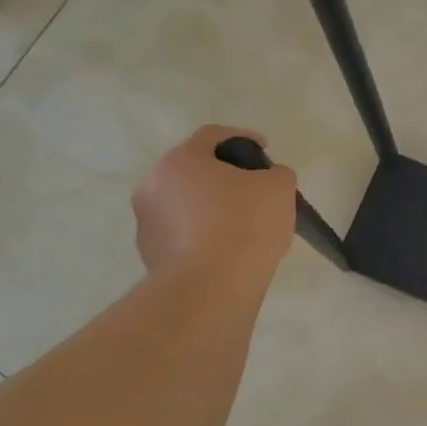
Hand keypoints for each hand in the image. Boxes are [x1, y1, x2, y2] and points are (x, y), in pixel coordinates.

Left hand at [131, 126, 295, 282]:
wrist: (210, 290)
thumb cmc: (244, 226)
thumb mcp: (279, 188)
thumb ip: (277, 174)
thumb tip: (269, 180)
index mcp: (181, 160)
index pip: (212, 136)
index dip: (243, 137)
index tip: (265, 149)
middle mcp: (153, 186)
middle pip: (194, 171)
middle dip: (223, 176)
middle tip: (253, 190)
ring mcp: (147, 223)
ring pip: (185, 204)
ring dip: (209, 208)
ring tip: (241, 226)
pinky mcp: (150, 257)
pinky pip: (181, 235)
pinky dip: (202, 236)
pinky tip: (226, 252)